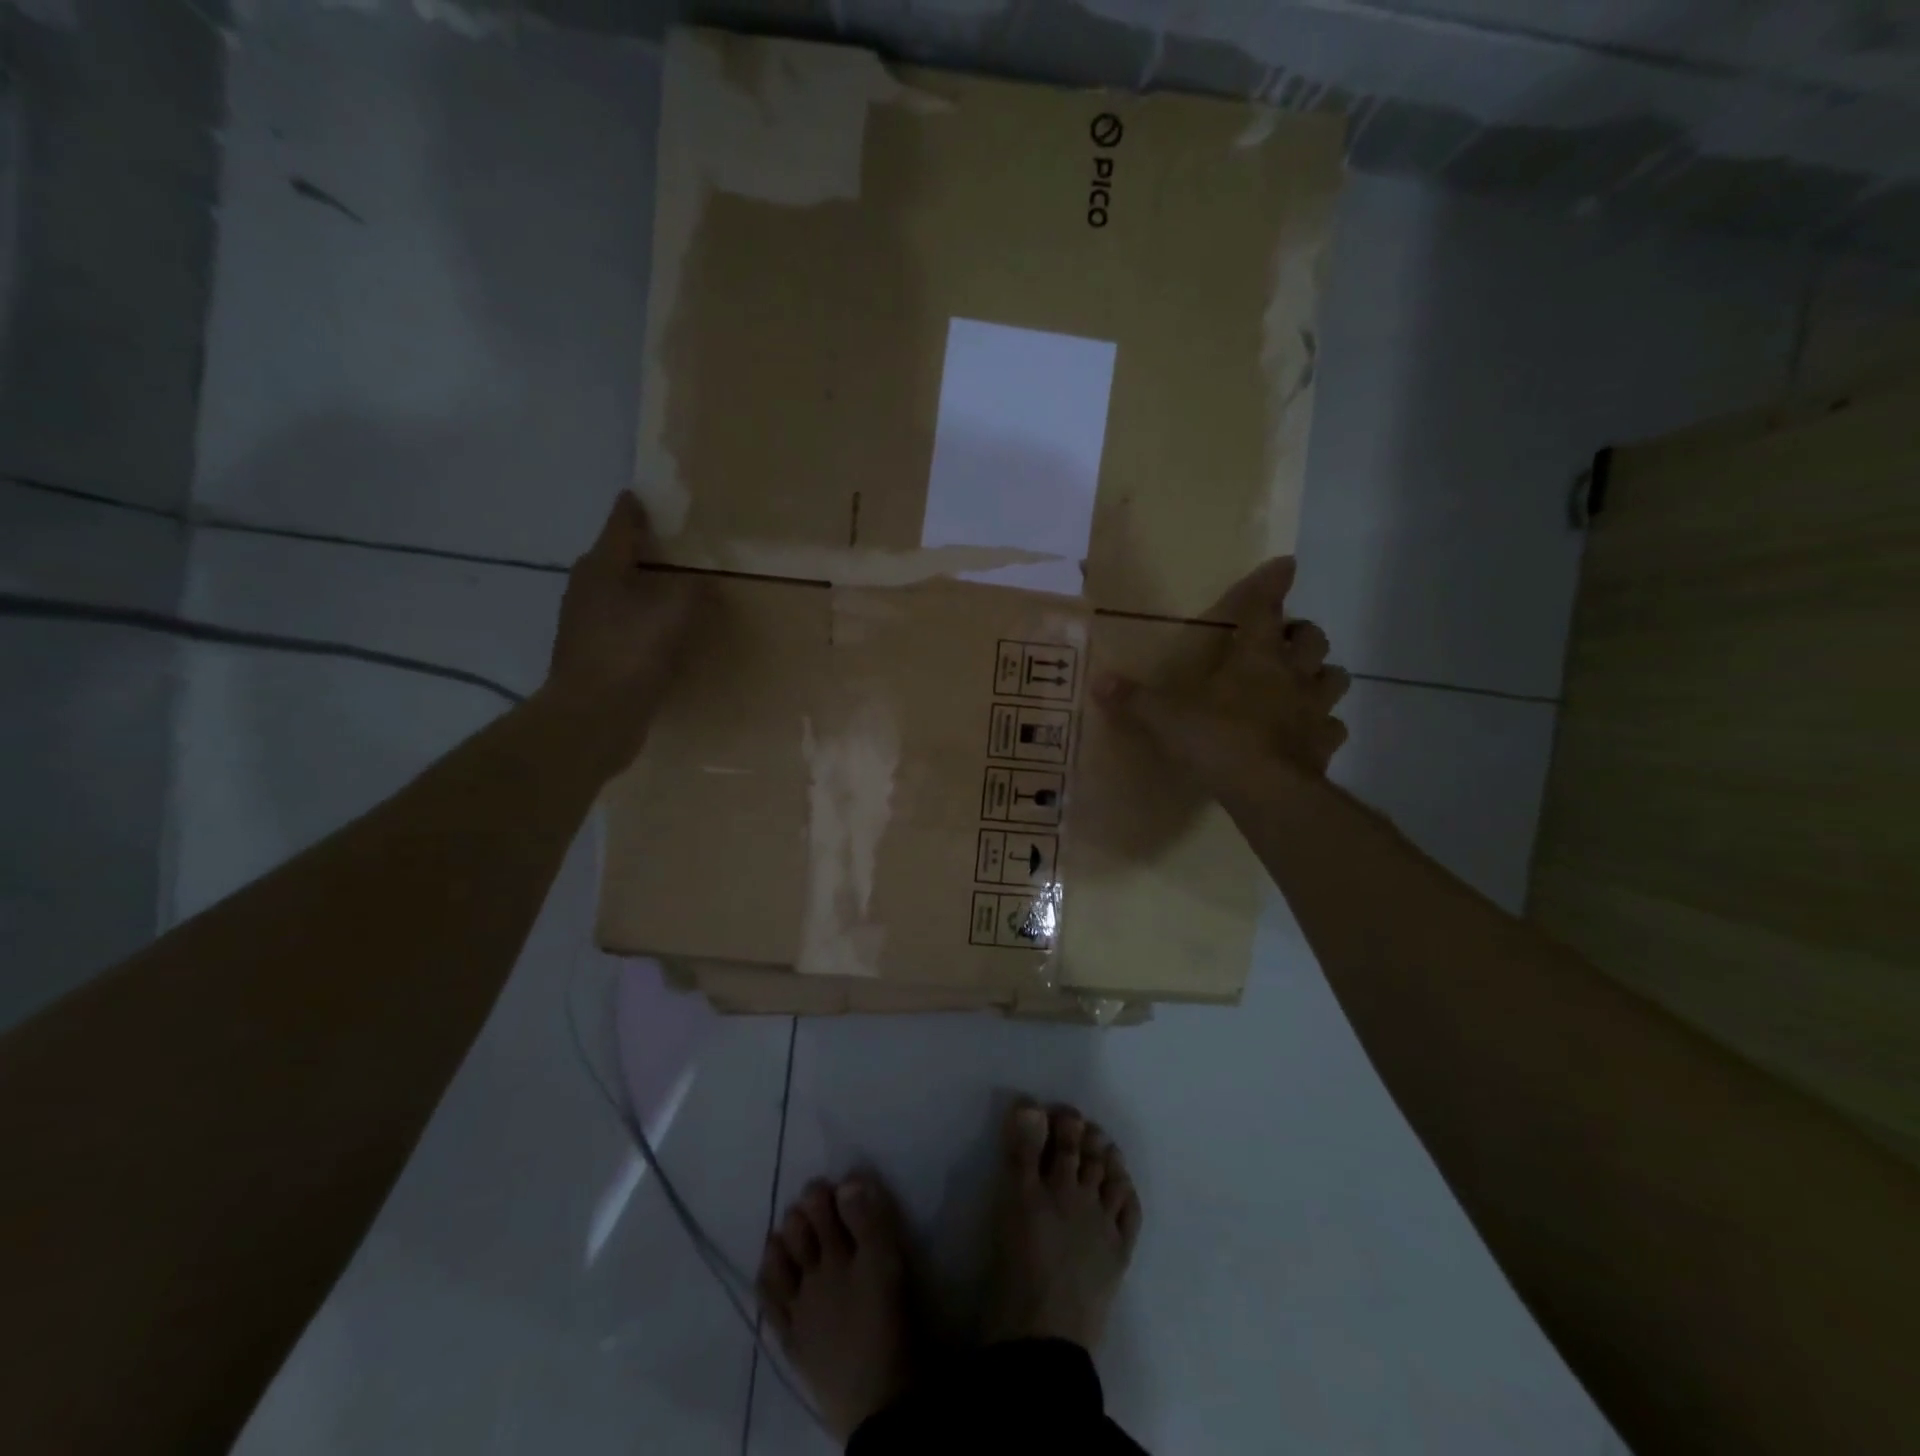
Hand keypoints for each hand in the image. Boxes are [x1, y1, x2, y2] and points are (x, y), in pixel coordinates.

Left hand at [543, 491, 699, 765]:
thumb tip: (704, 581)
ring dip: (645, 586)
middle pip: (618, 555)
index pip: (622, 522)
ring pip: (620, 590)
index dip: (638, 507)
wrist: (593, 717)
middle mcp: (587, 587)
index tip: (653, 495)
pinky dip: (642, 618)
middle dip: (645, 548)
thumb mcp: (674, 614)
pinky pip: (623, 622)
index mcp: (601, 566)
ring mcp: (585, 621)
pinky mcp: (592, 652)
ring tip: (677, 587)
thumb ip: (693, 589)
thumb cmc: (630, 654)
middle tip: (680, 545)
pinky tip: (663, 630)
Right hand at [1093, 557, 1348, 802]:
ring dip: (1322, 675)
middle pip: (1313, 639)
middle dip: (1303, 634)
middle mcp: (1292, 675)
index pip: (1266, 609)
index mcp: (1255, 657)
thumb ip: (1135, 699)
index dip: (1273, 585)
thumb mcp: (1166, 718)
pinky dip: (1324, 726)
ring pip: (1335, 678)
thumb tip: (1097, 681)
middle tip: (1286, 639)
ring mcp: (1315, 709)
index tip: (1286, 564)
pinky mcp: (1325, 744)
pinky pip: (1334, 727)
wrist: (1267, 789)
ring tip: (1304, 683)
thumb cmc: (1218, 739)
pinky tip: (1309, 733)